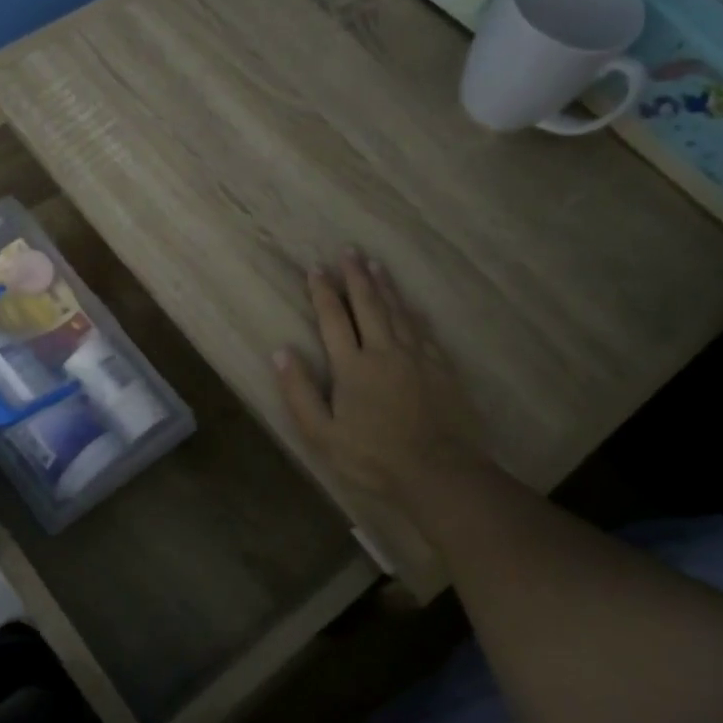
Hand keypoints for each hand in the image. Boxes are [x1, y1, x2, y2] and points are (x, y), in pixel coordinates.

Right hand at [274, 251, 487, 503]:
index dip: (323, 292)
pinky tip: (410, 303)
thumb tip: (281, 352)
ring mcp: (417, 357)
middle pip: (368, 305)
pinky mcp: (441, 367)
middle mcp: (384, 351)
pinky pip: (423, 329)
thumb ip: (299, 392)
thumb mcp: (321, 433)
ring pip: (397, 311)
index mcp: (353, 366)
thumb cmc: (372, 456)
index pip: (333, 319)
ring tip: (375, 264)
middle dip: (355, 277)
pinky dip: (412, 311)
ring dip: (384, 286)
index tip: (316, 269)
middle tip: (349, 251)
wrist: (438, 471)